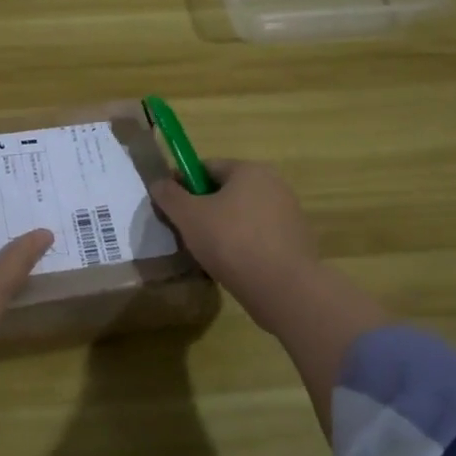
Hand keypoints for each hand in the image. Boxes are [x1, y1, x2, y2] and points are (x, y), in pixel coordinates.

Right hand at [150, 159, 321, 327]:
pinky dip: (243, 244)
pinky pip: (259, 235)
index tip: (171, 208)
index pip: (207, 167)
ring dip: (223, 228)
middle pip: (226, 190)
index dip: (184, 184)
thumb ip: (169, 195)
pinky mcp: (295, 240)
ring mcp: (288, 213)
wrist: (284, 288)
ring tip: (208, 253)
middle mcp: (273, 184)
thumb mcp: (188, 217)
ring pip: (242, 214)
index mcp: (249, 170)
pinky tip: (233, 265)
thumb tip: (159, 182)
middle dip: (203, 208)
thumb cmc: (232, 242)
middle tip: (186, 232)